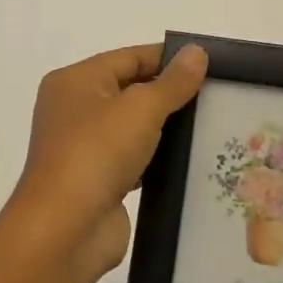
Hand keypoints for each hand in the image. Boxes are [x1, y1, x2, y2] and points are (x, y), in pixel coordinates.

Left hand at [3, 44, 206, 282]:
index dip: (168, 58)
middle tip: (217, 94)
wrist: (65, 230)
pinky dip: (157, 158)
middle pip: (129, 89)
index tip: (210, 63)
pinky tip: (190, 159)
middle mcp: (74, 108)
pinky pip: (133, 158)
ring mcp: (83, 146)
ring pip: (132, 126)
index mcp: (75, 81)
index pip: (128, 57)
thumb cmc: (97, 153)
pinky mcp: (97, 180)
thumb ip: (172, 82)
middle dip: (169, 92)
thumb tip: (196, 51)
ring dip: (165, 127)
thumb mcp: (141, 108)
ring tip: (212, 124)